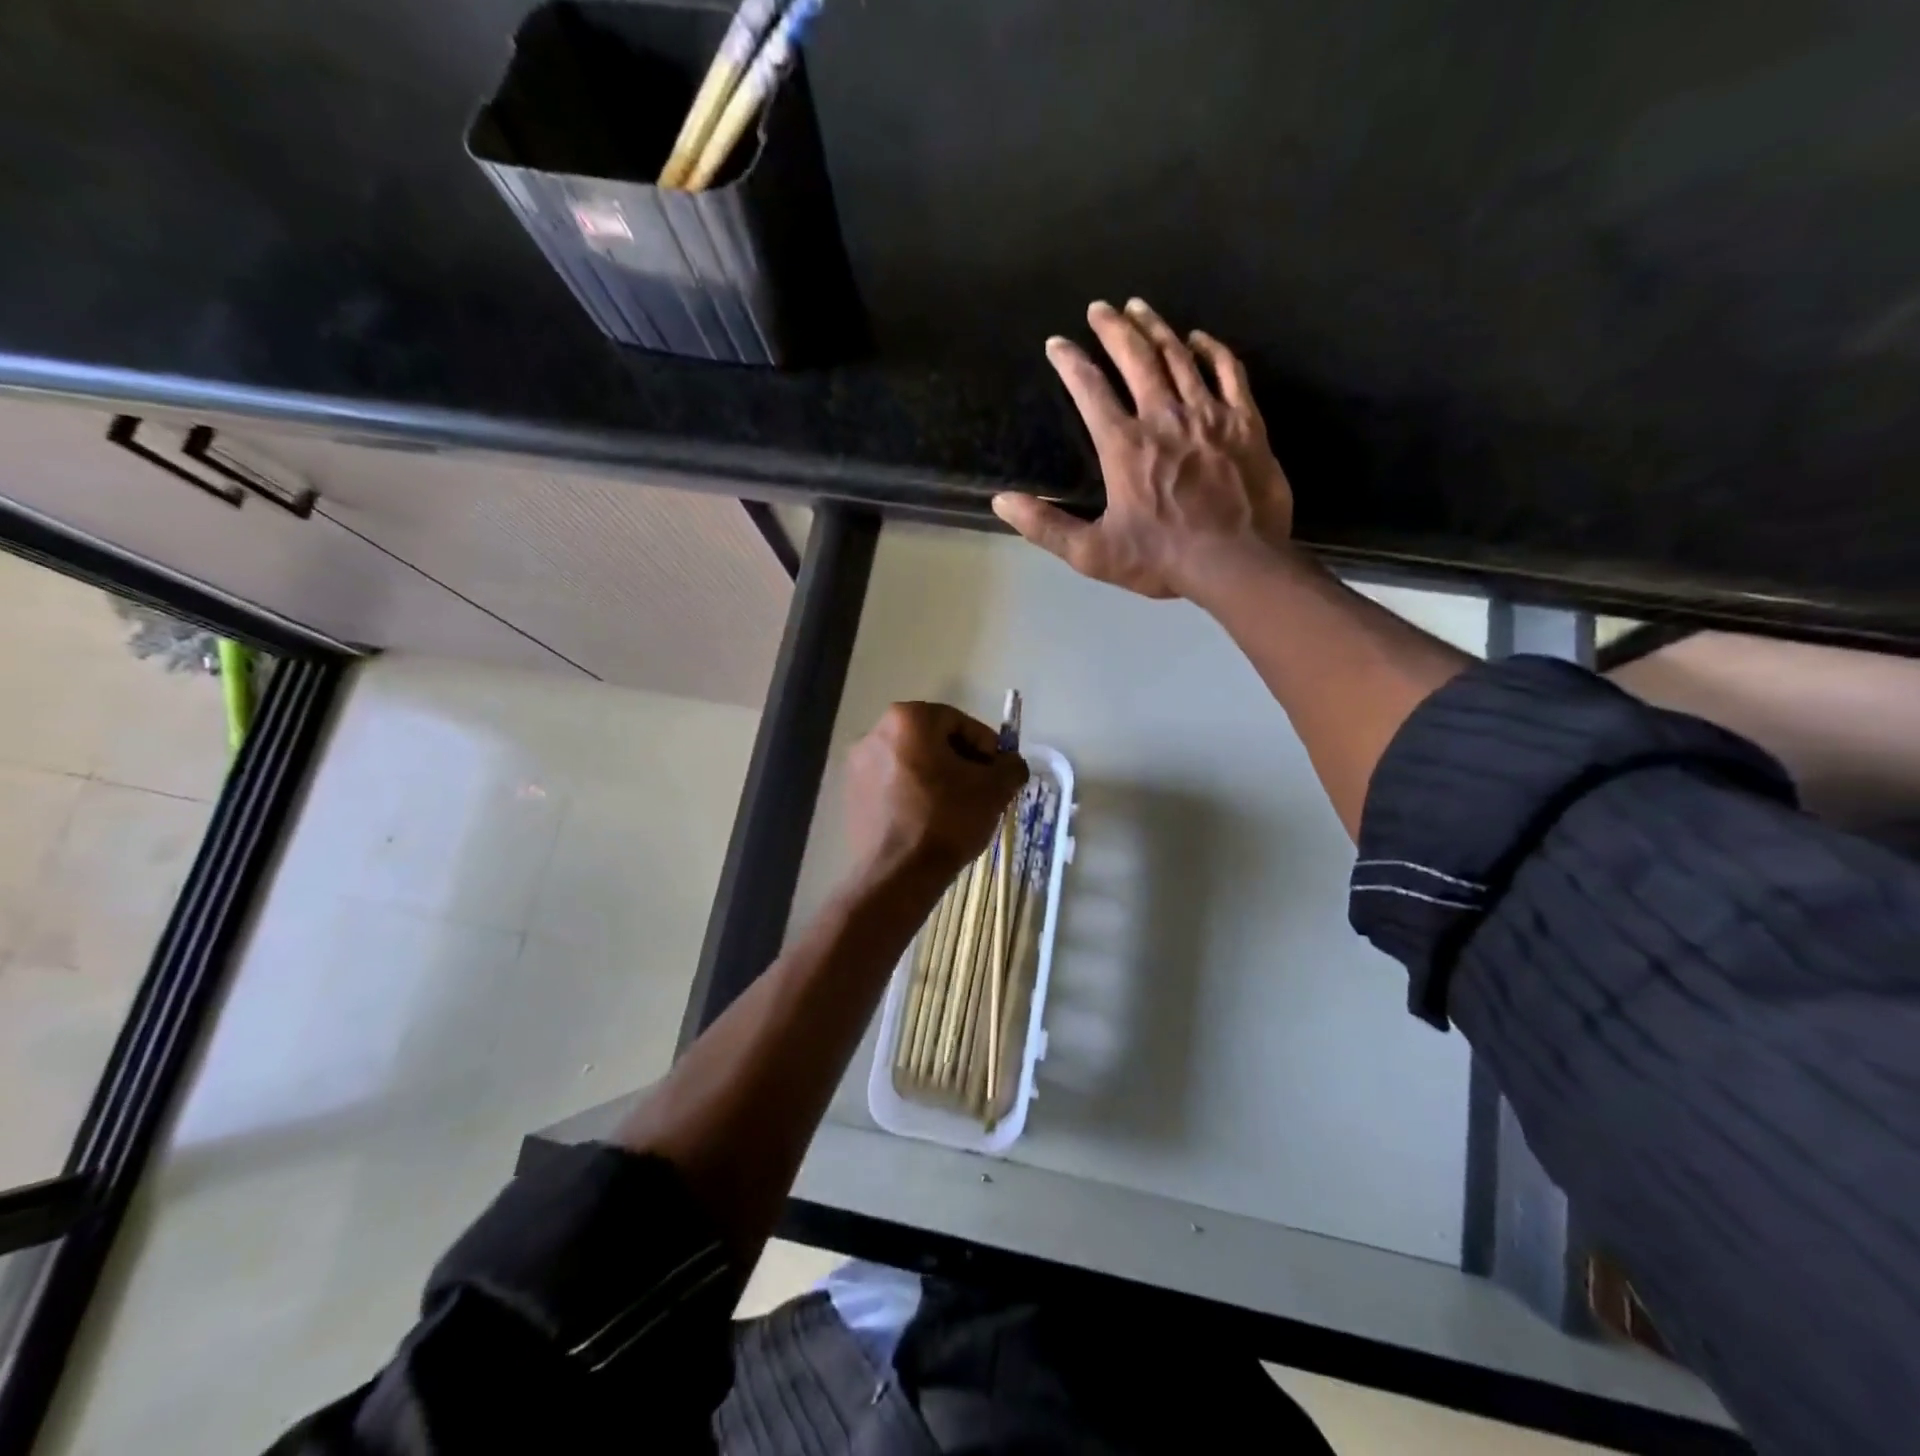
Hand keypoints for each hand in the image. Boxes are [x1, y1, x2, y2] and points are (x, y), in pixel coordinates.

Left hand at [844, 702, 1028, 883]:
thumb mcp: (994, 790)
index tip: (999, 772)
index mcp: (908, 719)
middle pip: (932, 740)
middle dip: (961, 761)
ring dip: (938, 778)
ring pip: (912, 763)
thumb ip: (1010, 767)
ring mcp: (857, 765)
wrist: (898, 874)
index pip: (959, 721)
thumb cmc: (947, 820)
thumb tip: (1011, 765)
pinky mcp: (851, 795)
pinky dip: (913, 794)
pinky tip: (930, 821)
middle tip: (982, 789)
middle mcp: (875, 733)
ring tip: (958, 808)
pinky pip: (892, 785)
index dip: (987, 746)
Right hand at [993, 298, 1294, 600]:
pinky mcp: (1244, 421)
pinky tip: (1200, 338)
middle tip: (1100, 307)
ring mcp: (1208, 415)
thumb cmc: (1161, 559)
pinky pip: (1228, 371)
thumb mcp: (1092, 553)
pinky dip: (1212, 349)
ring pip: (1179, 356)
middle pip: (1135, 358)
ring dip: (1156, 328)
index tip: (1056, 343)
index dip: (1070, 362)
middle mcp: (1163, 417)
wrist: (1235, 562)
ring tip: (1139, 308)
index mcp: (1123, 446)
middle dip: (1113, 328)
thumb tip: (1002, 502)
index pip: (1089, 390)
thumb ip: (1046, 526)